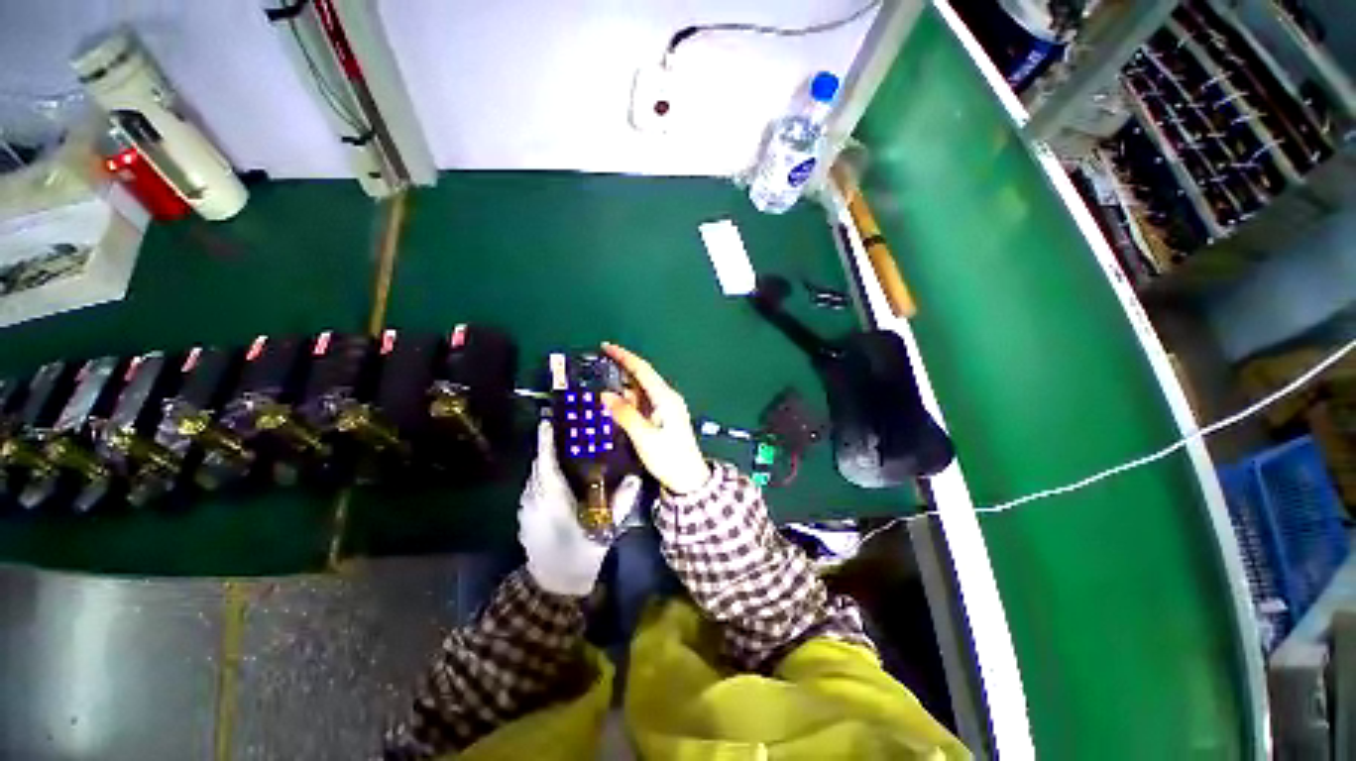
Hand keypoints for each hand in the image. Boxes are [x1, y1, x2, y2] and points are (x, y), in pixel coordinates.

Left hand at [519, 420, 641, 596]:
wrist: (553, 586)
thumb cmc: (580, 556)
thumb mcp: (604, 531)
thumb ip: (620, 503)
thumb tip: (636, 478)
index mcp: (552, 500)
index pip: (546, 463)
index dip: (546, 441)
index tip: (547, 421)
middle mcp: (534, 500)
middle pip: (538, 466)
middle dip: (547, 447)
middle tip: (564, 432)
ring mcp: (526, 509)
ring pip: (533, 476)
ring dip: (544, 462)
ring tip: (561, 450)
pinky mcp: (524, 517)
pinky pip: (532, 488)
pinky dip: (541, 476)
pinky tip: (555, 477)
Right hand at [599, 343, 711, 494]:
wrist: (688, 479)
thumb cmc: (669, 458)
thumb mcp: (644, 437)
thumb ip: (625, 414)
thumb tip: (606, 395)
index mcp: (665, 398)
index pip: (643, 370)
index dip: (624, 357)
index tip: (607, 347)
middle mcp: (667, 398)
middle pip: (643, 377)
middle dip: (622, 368)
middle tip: (599, 363)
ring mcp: (666, 408)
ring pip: (641, 390)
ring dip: (624, 385)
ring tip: (602, 382)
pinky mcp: (663, 418)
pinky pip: (643, 402)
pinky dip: (629, 400)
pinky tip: (616, 402)